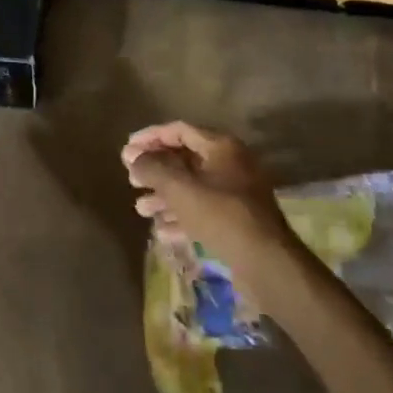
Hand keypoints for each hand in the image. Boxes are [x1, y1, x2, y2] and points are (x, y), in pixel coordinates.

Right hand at [121, 121, 303, 307]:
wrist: (266, 262)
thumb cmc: (221, 216)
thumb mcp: (180, 189)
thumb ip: (153, 168)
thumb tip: (133, 157)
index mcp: (221, 147)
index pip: (179, 130)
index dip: (150, 137)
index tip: (126, 150)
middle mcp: (231, 164)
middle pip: (184, 159)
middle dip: (155, 170)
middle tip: (131, 180)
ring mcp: (235, 192)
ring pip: (192, 187)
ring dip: (164, 196)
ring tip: (140, 209)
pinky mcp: (236, 219)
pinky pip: (202, 209)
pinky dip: (180, 216)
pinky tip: (161, 231)